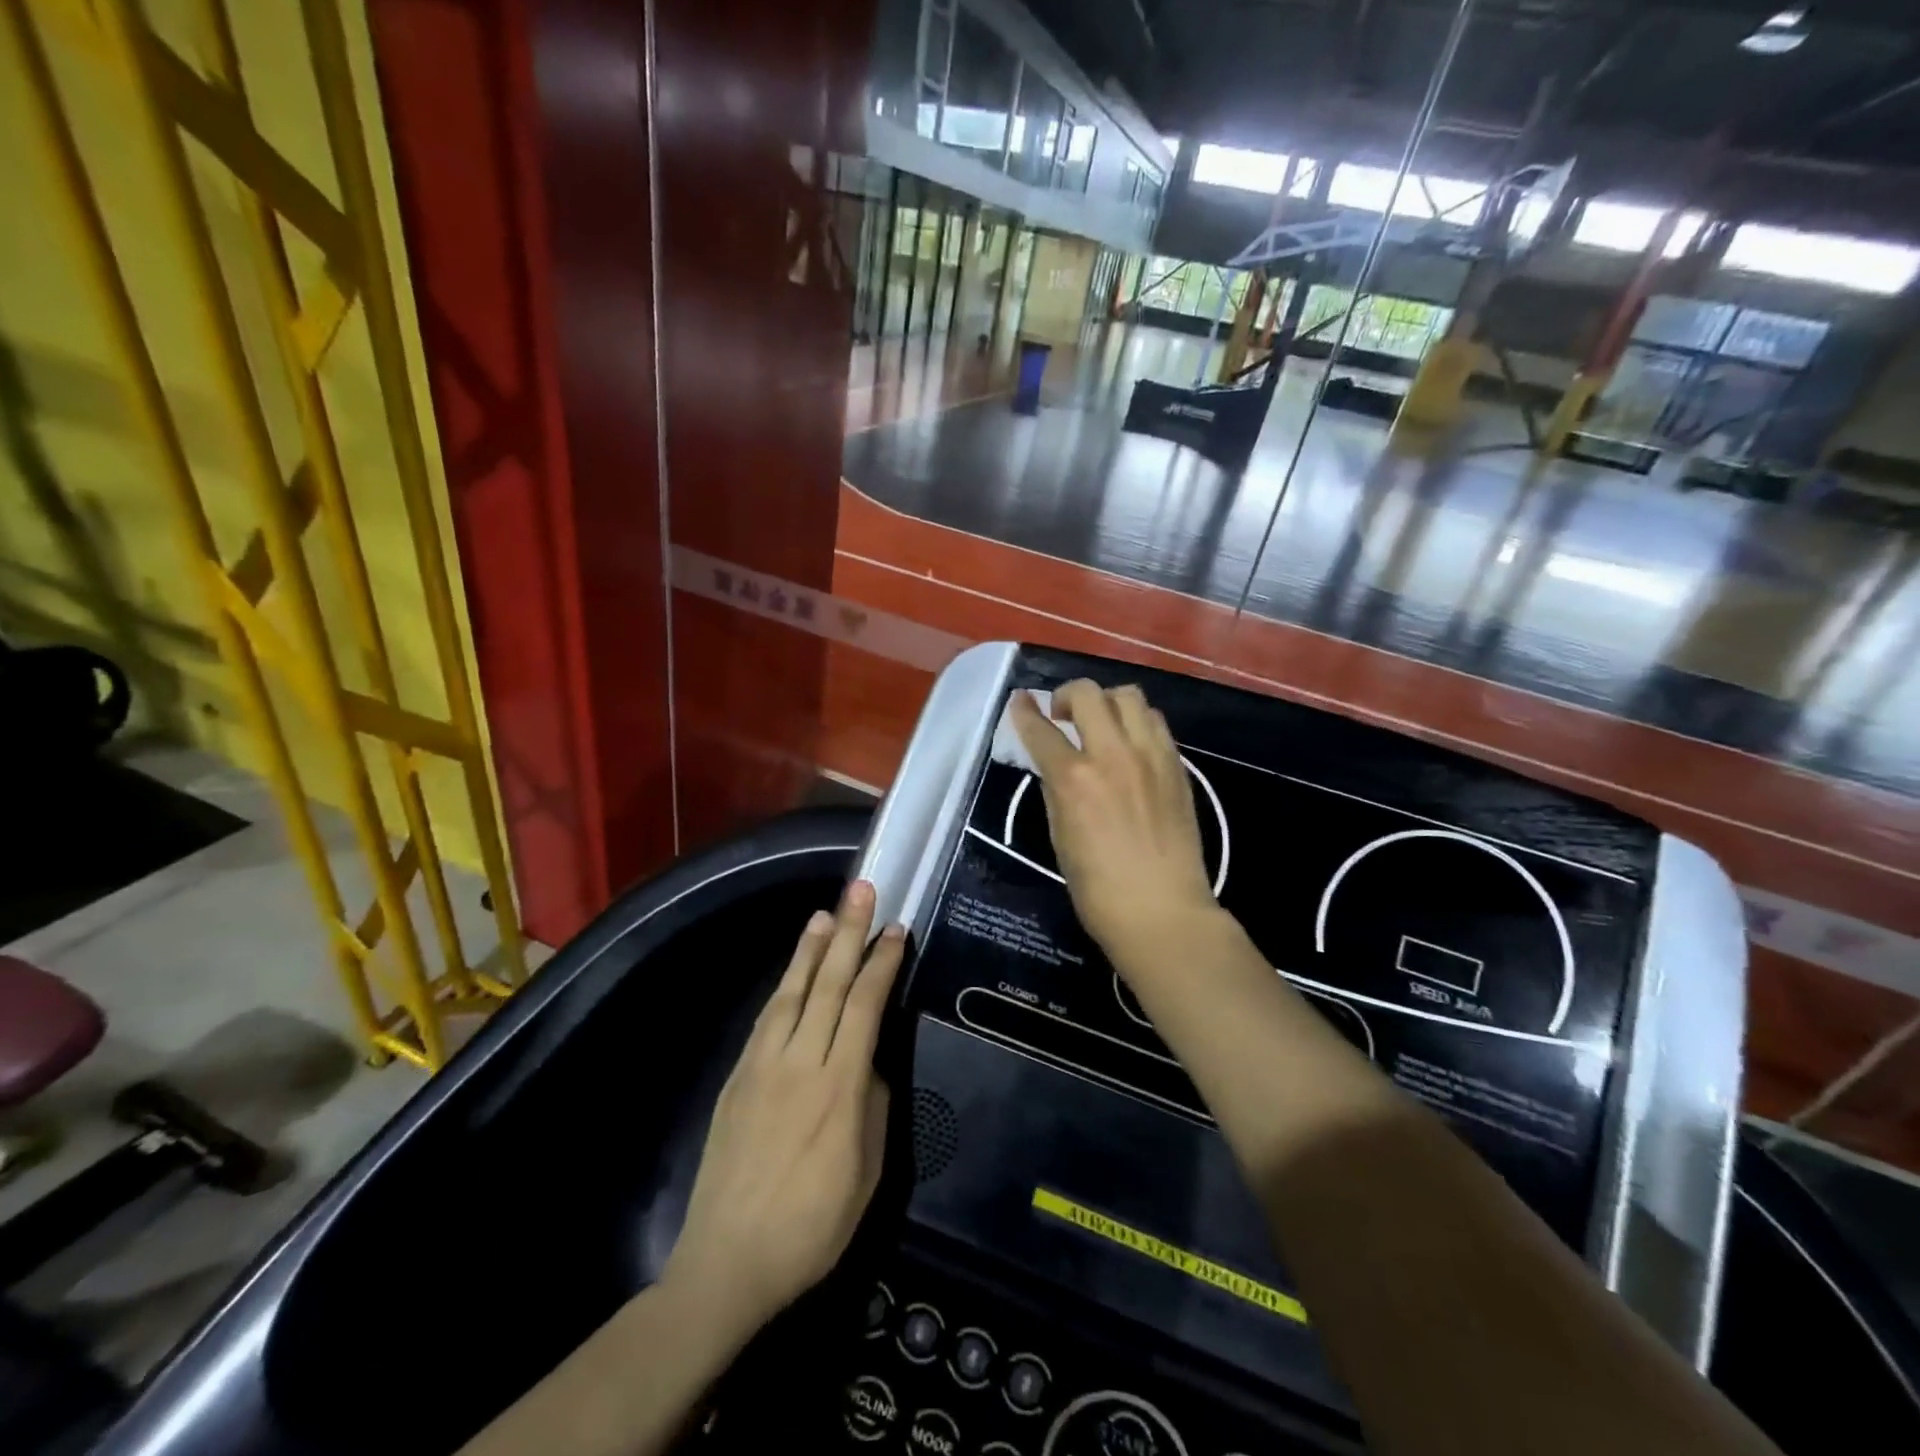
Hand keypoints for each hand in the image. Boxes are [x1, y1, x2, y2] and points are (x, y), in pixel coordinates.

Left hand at [661, 882, 902, 1341]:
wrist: (727, 1265)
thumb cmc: (812, 1228)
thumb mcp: (867, 1174)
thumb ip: (873, 1106)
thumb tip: (870, 1063)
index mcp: (839, 1087)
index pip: (864, 1005)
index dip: (881, 963)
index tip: (895, 930)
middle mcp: (800, 1062)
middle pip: (828, 984)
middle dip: (848, 933)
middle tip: (860, 891)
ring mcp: (763, 1066)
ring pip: (792, 992)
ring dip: (810, 950)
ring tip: (825, 915)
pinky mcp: (738, 1079)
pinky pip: (766, 1019)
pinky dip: (784, 987)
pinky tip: (793, 973)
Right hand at [1011, 681, 1219, 958]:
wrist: (1162, 910)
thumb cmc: (1098, 888)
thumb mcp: (1060, 836)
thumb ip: (1056, 791)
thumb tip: (1055, 766)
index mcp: (1073, 778)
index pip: (1040, 729)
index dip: (1024, 711)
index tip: (1019, 702)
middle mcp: (1112, 754)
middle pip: (1087, 694)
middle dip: (1067, 696)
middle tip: (1063, 716)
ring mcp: (1150, 755)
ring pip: (1128, 696)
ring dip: (1106, 702)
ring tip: (1101, 724)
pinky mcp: (1177, 764)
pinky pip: (1155, 722)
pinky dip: (1136, 721)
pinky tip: (1130, 744)